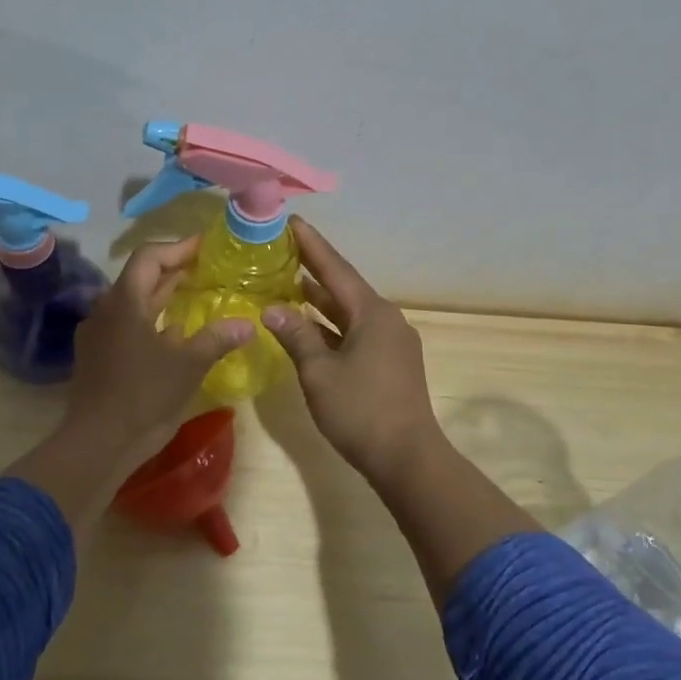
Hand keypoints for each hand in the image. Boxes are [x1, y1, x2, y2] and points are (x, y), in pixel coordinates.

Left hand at [62, 237, 253, 464]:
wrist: (97, 442)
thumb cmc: (143, 394)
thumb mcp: (188, 364)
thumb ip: (217, 338)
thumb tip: (248, 323)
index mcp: (125, 301)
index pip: (149, 257)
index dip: (178, 248)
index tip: (205, 247)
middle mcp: (106, 309)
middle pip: (140, 277)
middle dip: (173, 271)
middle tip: (206, 269)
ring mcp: (98, 334)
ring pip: (133, 303)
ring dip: (162, 296)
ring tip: (195, 296)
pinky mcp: (98, 356)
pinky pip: (126, 325)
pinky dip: (151, 321)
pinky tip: (174, 334)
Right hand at [261, 219, 444, 484]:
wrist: (408, 459)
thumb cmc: (361, 410)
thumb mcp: (319, 372)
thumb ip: (296, 336)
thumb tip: (272, 309)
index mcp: (372, 313)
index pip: (336, 269)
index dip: (312, 245)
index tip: (292, 220)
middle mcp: (386, 319)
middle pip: (344, 287)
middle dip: (314, 269)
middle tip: (283, 249)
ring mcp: (391, 342)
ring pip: (349, 312)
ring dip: (320, 300)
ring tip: (289, 282)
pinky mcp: (391, 363)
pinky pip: (355, 332)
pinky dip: (331, 326)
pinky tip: (309, 327)